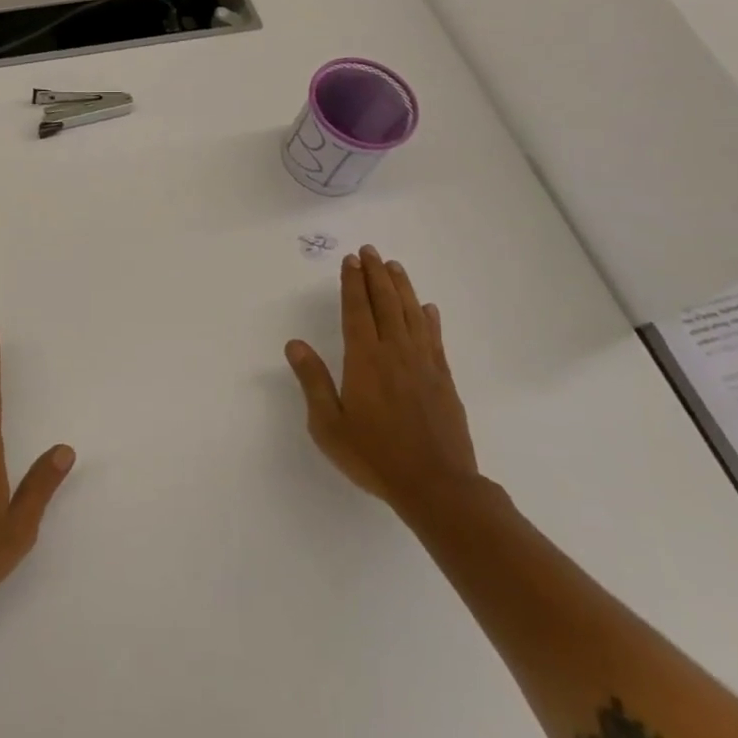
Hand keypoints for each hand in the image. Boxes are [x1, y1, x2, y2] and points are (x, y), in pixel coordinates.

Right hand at [284, 246, 480, 517]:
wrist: (437, 486)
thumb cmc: (374, 455)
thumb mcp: (328, 424)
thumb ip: (312, 381)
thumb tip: (294, 344)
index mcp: (365, 360)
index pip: (357, 311)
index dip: (352, 283)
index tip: (350, 260)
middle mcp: (395, 353)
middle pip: (385, 304)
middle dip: (375, 275)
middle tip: (369, 251)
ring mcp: (423, 365)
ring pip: (412, 314)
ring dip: (402, 287)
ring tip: (394, 266)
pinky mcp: (443, 380)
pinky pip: (435, 339)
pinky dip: (429, 319)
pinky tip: (427, 308)